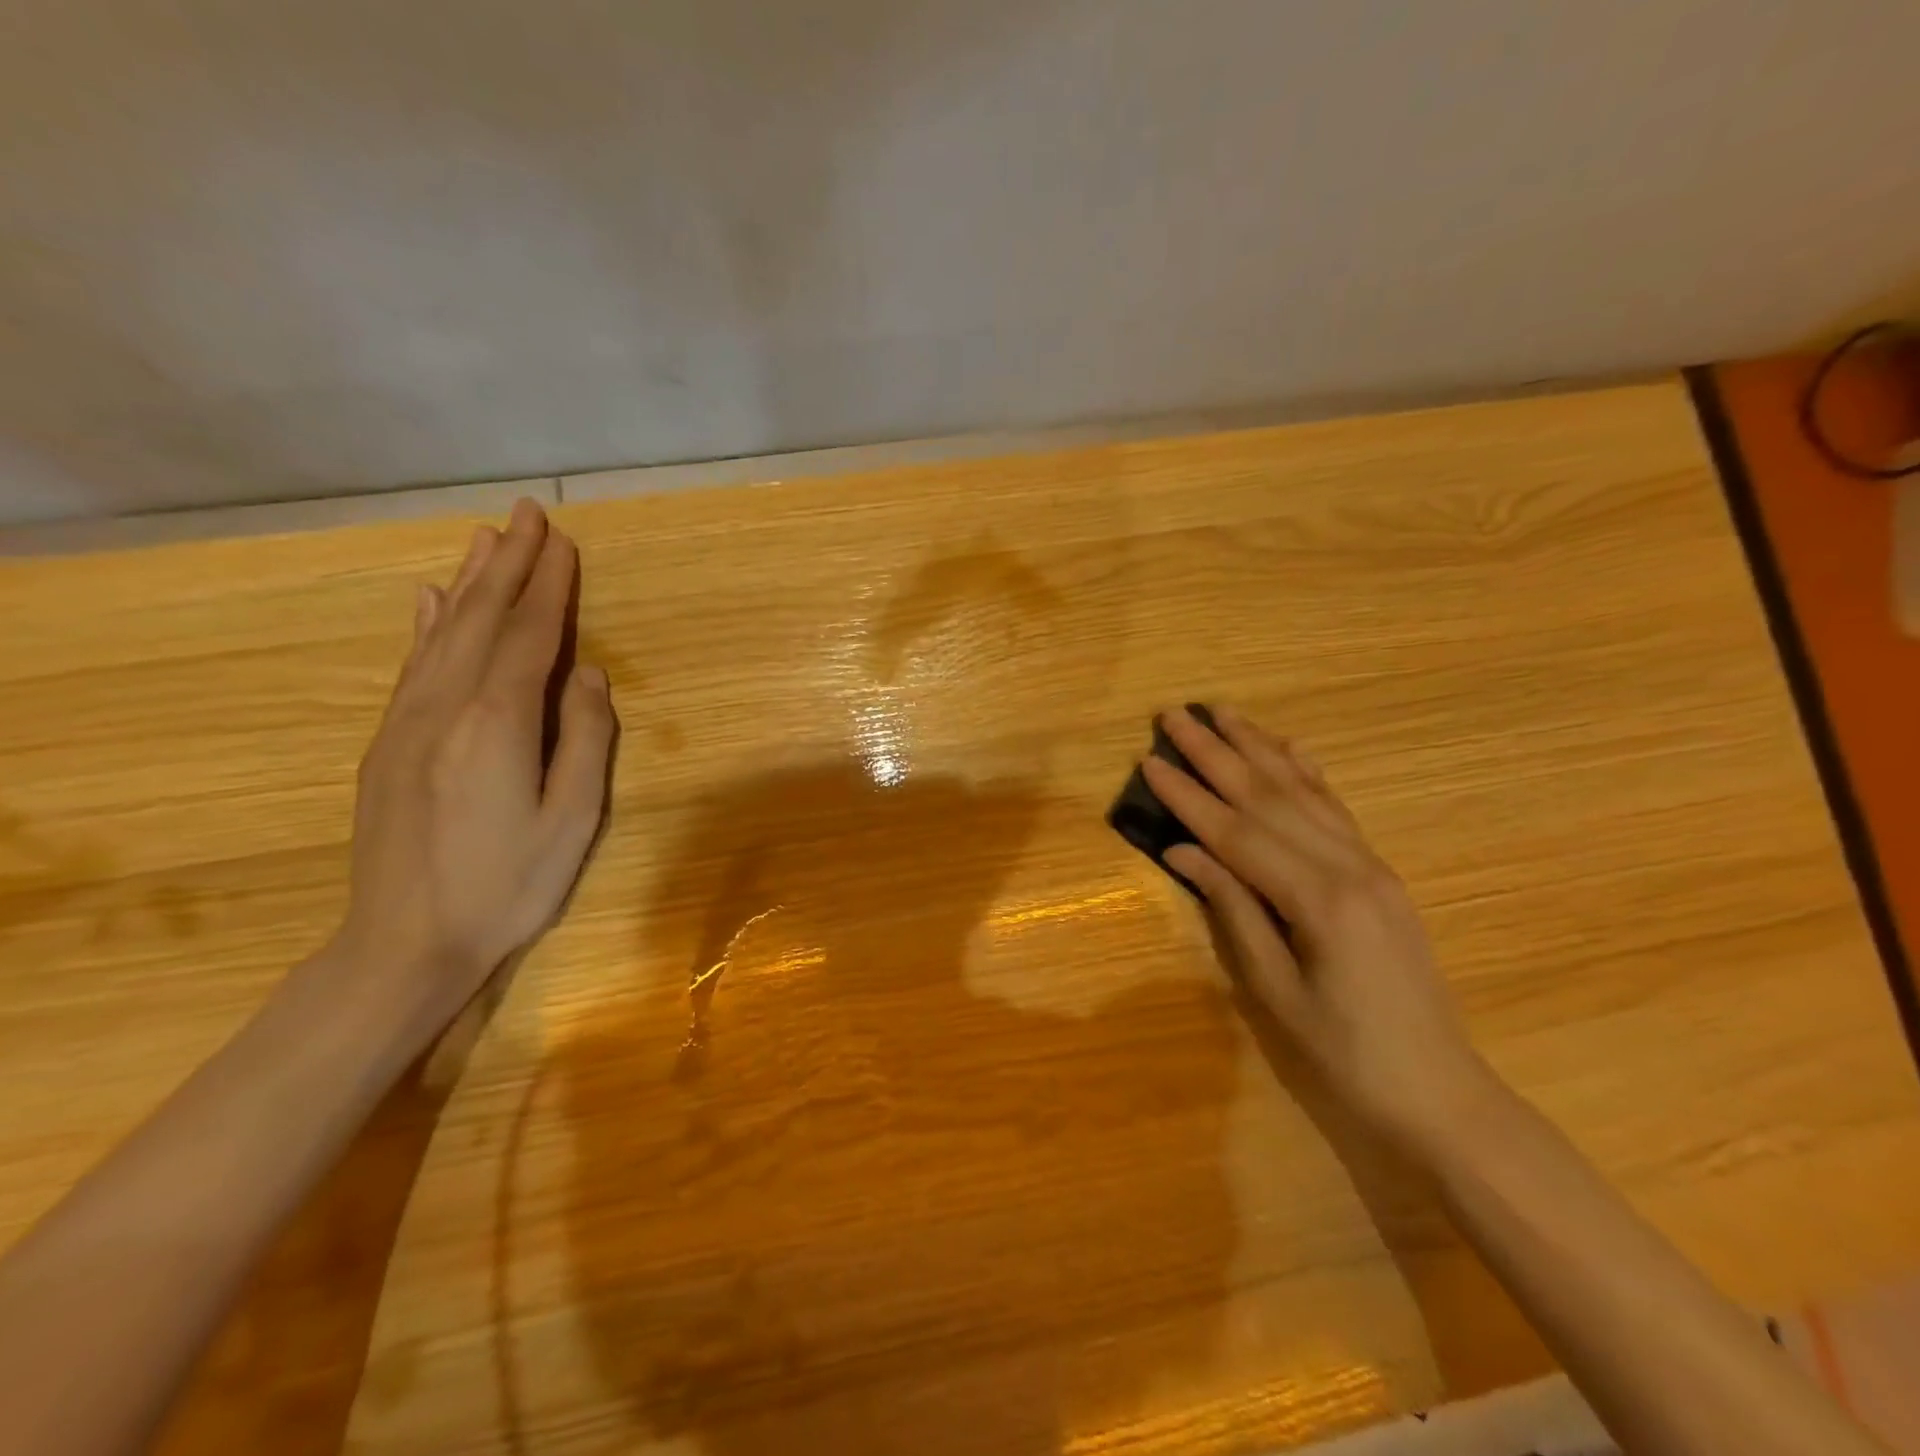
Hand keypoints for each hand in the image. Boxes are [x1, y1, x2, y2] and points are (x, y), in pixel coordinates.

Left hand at [330, 499, 616, 1037]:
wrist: (404, 943)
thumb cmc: (508, 885)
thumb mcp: (572, 819)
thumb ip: (585, 739)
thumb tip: (590, 675)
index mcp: (496, 723)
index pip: (530, 636)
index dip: (550, 586)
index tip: (564, 540)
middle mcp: (445, 707)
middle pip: (482, 619)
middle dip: (510, 564)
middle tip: (528, 513)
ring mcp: (407, 722)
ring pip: (444, 633)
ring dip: (470, 581)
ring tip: (488, 537)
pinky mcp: (387, 743)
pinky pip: (411, 665)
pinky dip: (427, 624)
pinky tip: (431, 599)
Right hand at [1144, 706, 1489, 1147]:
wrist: (1439, 1093)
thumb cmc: (1345, 1055)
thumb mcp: (1274, 991)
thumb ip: (1231, 910)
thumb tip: (1182, 852)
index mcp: (1318, 900)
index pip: (1236, 833)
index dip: (1188, 796)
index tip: (1149, 760)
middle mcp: (1348, 867)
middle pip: (1268, 798)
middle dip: (1216, 753)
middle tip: (1174, 715)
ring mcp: (1370, 865)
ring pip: (1303, 792)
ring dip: (1258, 748)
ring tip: (1222, 713)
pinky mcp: (1379, 873)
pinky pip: (1336, 809)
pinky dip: (1307, 773)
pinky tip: (1289, 747)